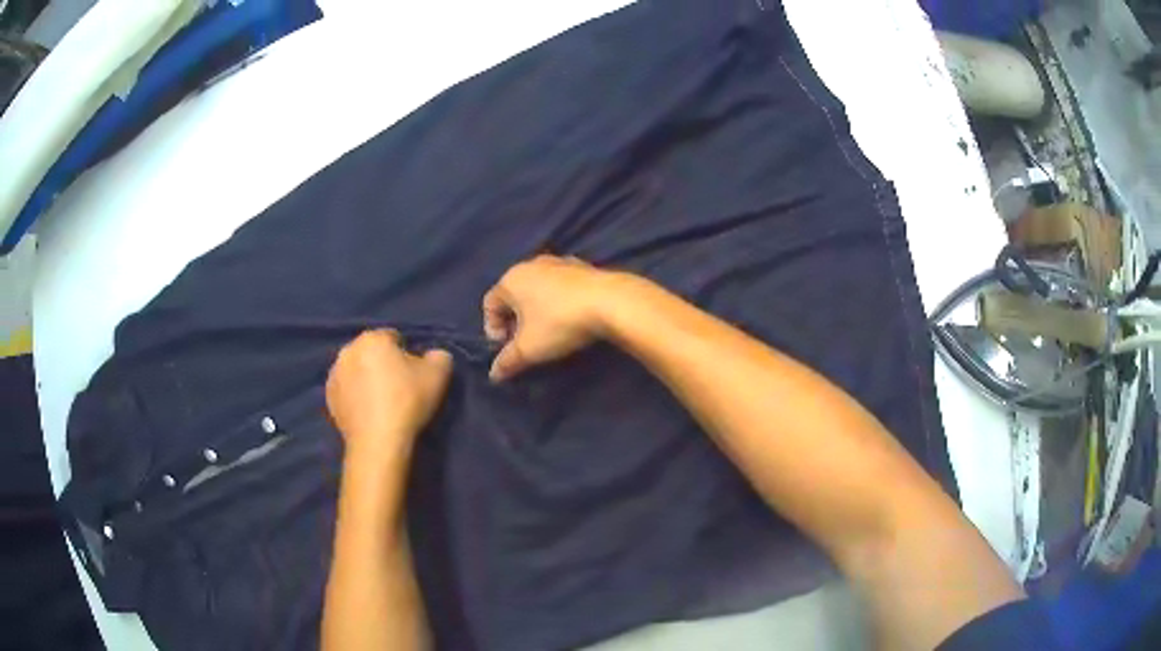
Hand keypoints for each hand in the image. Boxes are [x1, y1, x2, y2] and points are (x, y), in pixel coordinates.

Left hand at [326, 330, 452, 457]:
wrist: (378, 441)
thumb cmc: (407, 401)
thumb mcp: (438, 374)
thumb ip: (438, 356)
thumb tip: (433, 355)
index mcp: (372, 338)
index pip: (393, 337)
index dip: (407, 354)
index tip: (414, 374)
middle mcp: (348, 350)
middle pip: (371, 353)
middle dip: (383, 364)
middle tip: (399, 387)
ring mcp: (334, 375)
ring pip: (356, 371)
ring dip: (367, 379)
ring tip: (383, 402)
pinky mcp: (328, 399)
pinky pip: (347, 391)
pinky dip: (356, 397)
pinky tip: (369, 413)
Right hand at [483, 255, 625, 380]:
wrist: (609, 301)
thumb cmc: (559, 323)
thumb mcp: (529, 349)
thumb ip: (507, 361)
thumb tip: (494, 374)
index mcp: (511, 279)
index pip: (489, 304)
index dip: (493, 329)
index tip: (508, 348)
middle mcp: (530, 264)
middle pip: (513, 295)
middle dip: (515, 320)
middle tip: (525, 343)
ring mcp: (558, 262)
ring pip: (537, 289)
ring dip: (536, 310)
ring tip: (548, 332)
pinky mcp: (581, 266)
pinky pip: (559, 285)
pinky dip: (557, 301)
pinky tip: (569, 317)